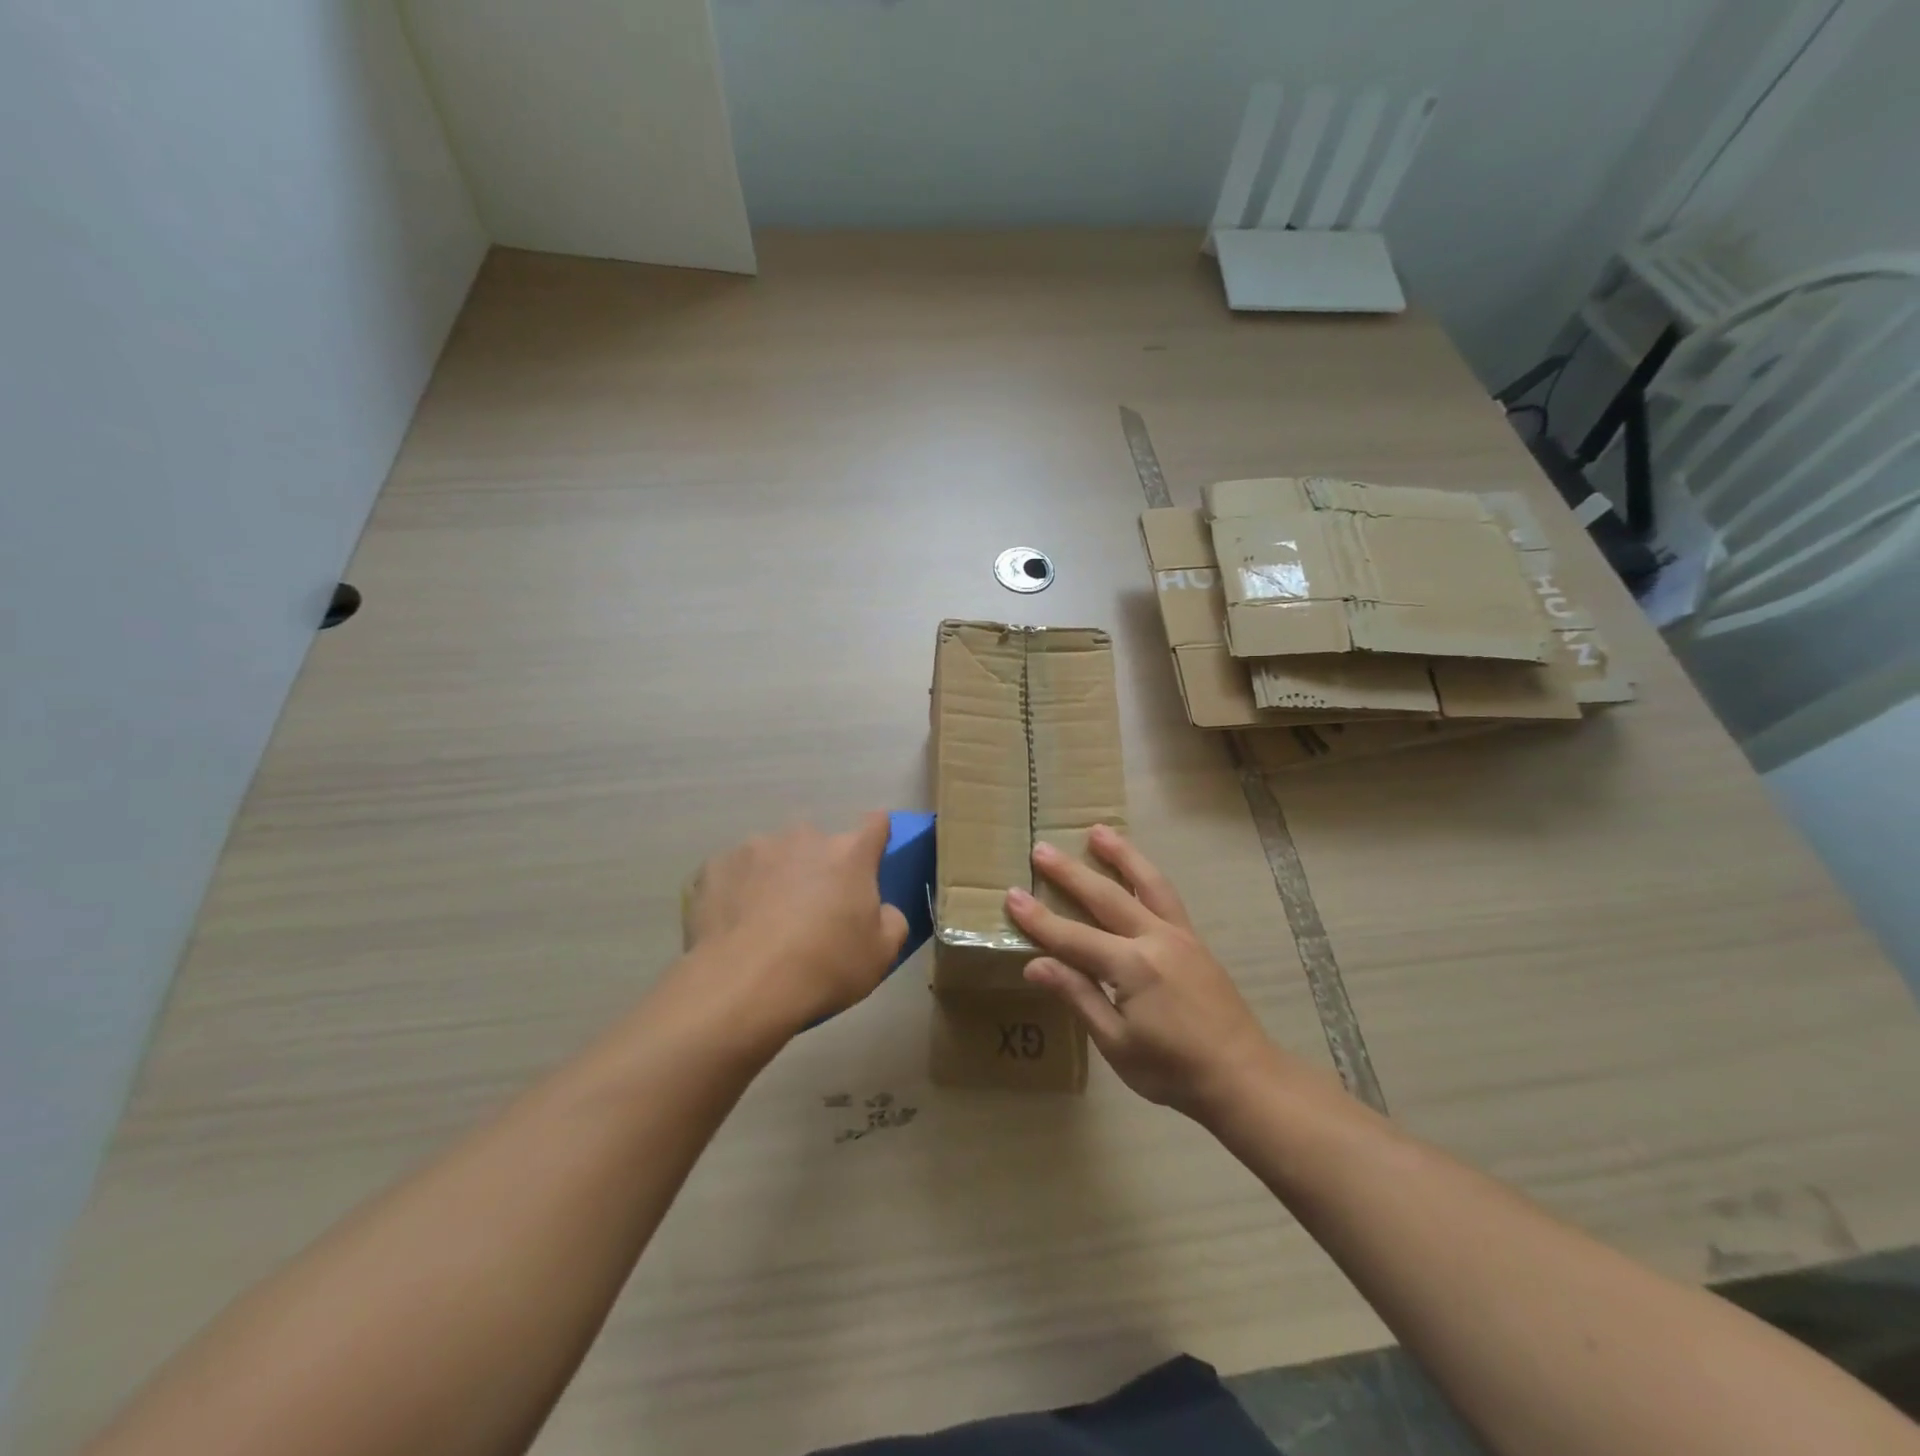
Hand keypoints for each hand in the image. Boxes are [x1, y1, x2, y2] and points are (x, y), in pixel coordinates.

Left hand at [684, 814, 909, 1039]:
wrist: (743, 986)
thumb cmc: (824, 967)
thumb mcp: (881, 955)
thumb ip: (892, 920)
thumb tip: (882, 909)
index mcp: (850, 854)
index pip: (876, 824)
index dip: (876, 838)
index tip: (871, 860)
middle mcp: (804, 838)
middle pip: (819, 845)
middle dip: (819, 869)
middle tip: (814, 911)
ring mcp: (755, 848)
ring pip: (774, 857)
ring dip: (777, 878)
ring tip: (766, 922)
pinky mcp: (715, 866)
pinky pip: (734, 874)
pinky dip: (738, 892)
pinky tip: (734, 926)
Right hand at [1005, 825, 1289, 1120]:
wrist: (1244, 1077)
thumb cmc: (1173, 1070)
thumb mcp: (1117, 1044)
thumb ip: (1079, 997)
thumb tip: (1035, 964)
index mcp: (1132, 967)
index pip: (1073, 937)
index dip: (1039, 919)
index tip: (1012, 896)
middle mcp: (1155, 939)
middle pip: (1106, 896)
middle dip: (1070, 873)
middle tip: (1042, 849)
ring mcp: (1180, 935)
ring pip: (1146, 882)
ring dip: (1120, 854)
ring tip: (1098, 831)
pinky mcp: (1195, 940)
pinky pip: (1166, 896)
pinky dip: (1146, 874)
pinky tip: (1137, 869)